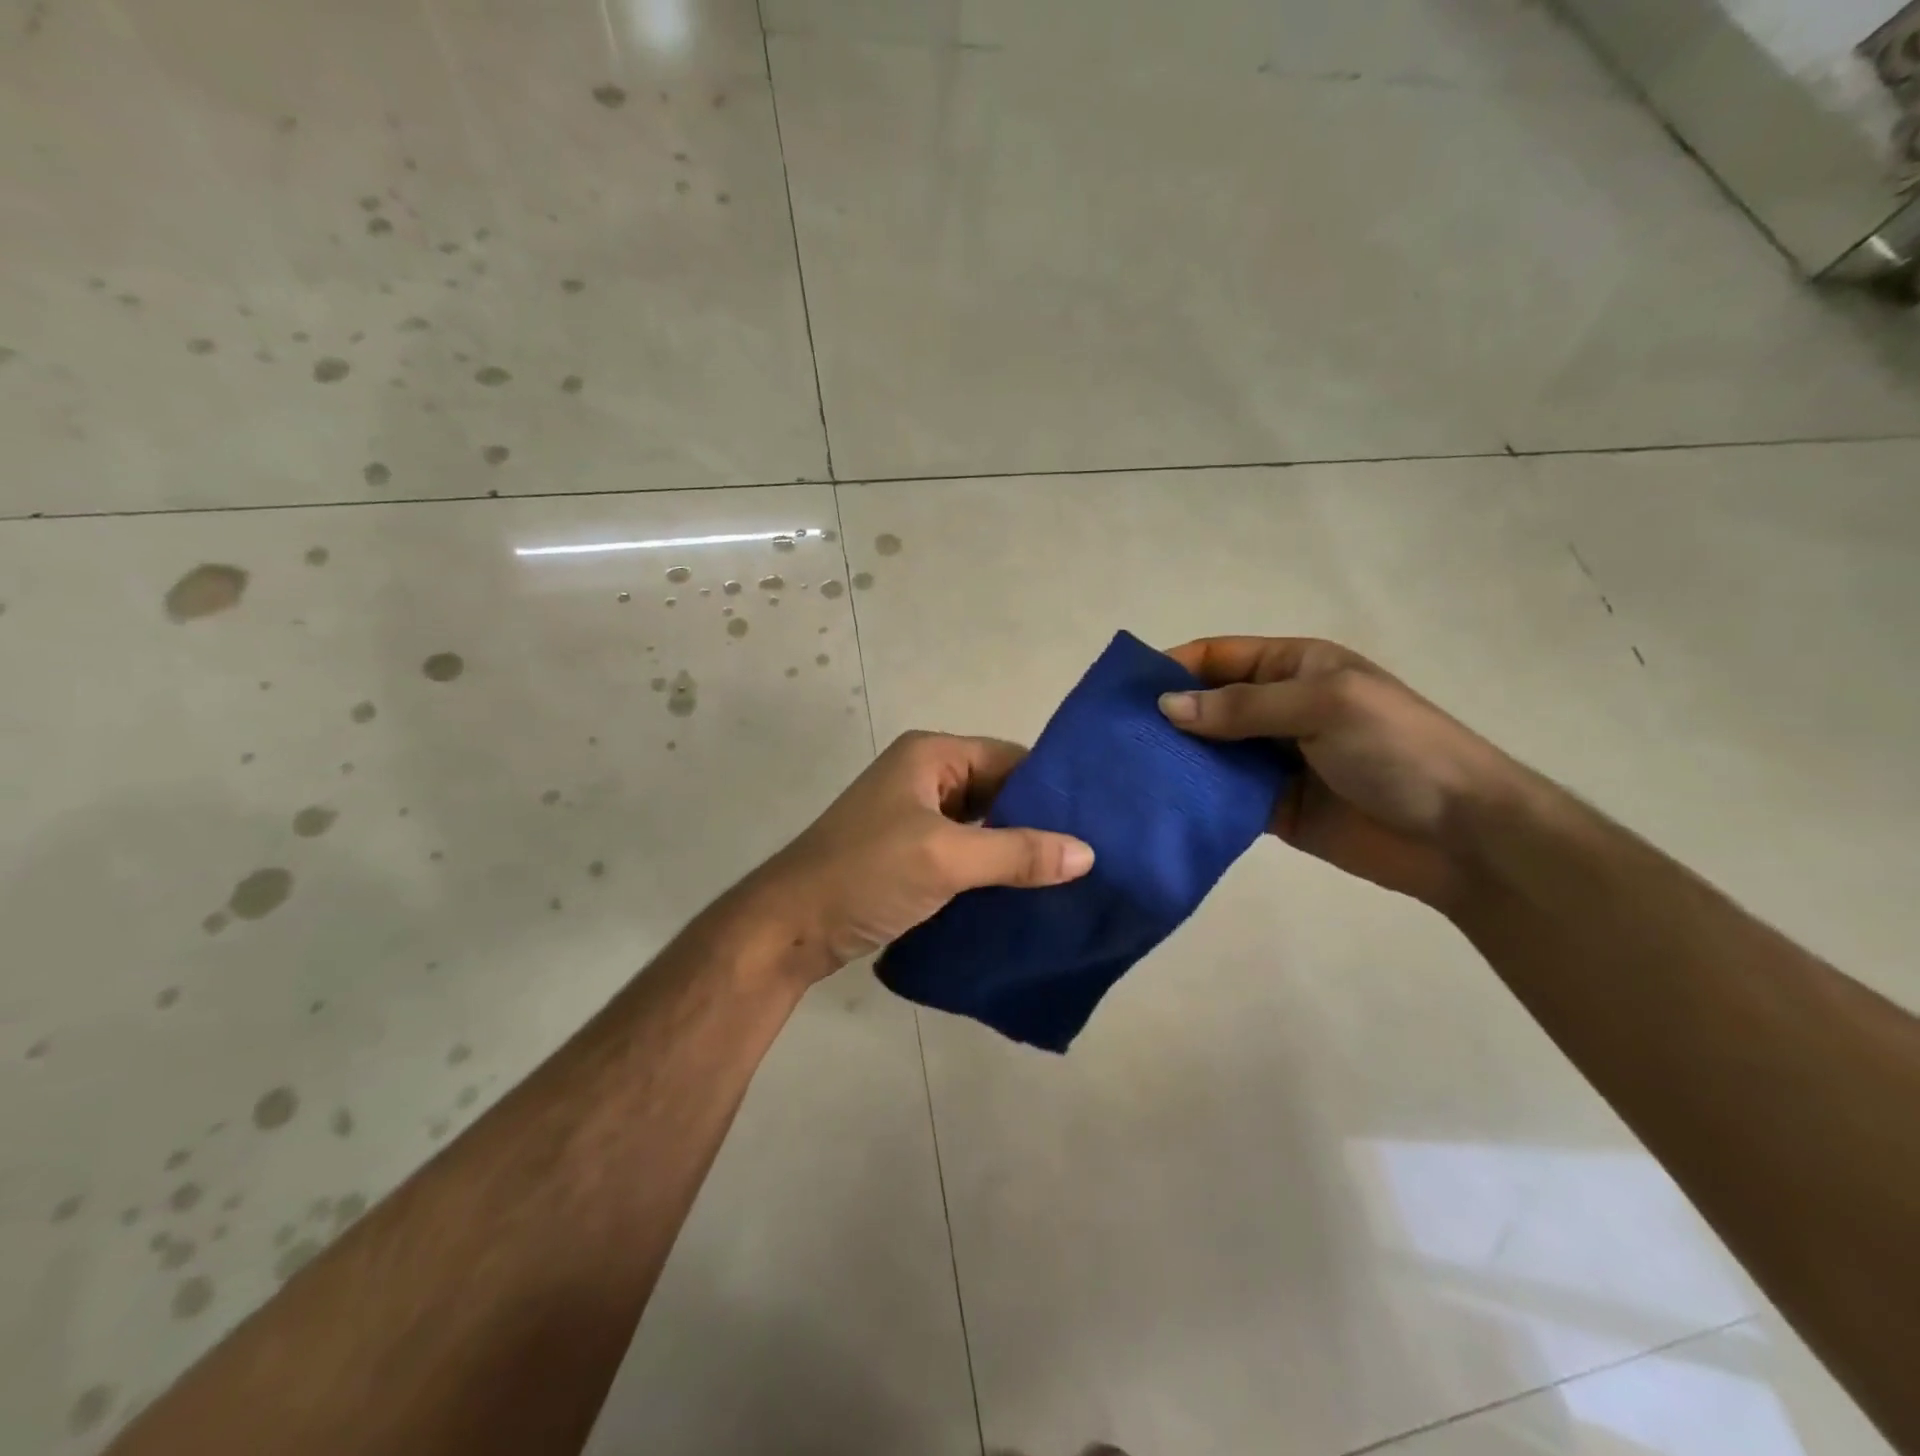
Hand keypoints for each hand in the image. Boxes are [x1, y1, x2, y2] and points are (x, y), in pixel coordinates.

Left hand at [749, 731, 1094, 977]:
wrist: (789, 928)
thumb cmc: (866, 874)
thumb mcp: (945, 858)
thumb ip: (1017, 852)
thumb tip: (1088, 853)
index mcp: (931, 756)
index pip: (1009, 759)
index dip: (1051, 788)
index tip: (1099, 821)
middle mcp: (924, 778)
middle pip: (998, 792)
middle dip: (1038, 823)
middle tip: (1093, 855)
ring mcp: (914, 818)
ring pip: (982, 827)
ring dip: (1016, 851)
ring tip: (1071, 878)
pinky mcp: (909, 856)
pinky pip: (964, 854)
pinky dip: (991, 871)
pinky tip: (1026, 895)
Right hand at [1159, 637, 1518, 908]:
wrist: (1460, 836)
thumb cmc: (1398, 749)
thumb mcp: (1325, 706)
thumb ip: (1244, 707)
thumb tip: (1166, 707)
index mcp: (1294, 668)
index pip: (1219, 657)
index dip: (1172, 667)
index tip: (1123, 692)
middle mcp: (1277, 709)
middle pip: (1206, 704)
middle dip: (1164, 717)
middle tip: (1111, 738)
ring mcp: (1273, 760)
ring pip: (1208, 752)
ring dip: (1173, 759)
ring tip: (1123, 772)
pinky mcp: (1270, 807)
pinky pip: (1222, 796)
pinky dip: (1193, 798)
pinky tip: (1157, 805)